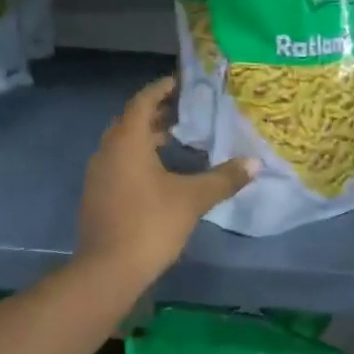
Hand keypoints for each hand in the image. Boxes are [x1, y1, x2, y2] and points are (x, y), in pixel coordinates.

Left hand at [76, 77, 255, 281]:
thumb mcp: (192, 199)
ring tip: (177, 137)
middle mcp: (108, 150)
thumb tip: (255, 163)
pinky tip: (159, 171)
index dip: (161, 89)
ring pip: (123, 143)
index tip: (182, 81)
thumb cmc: (149, 224)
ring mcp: (98, 173)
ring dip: (146, 135)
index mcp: (127, 141)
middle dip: (156, 111)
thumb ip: (223, 178)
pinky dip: (137, 156)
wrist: (106, 272)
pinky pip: (118, 162)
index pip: (143, 101)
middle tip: (185, 108)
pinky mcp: (97, 194)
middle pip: (131, 120)